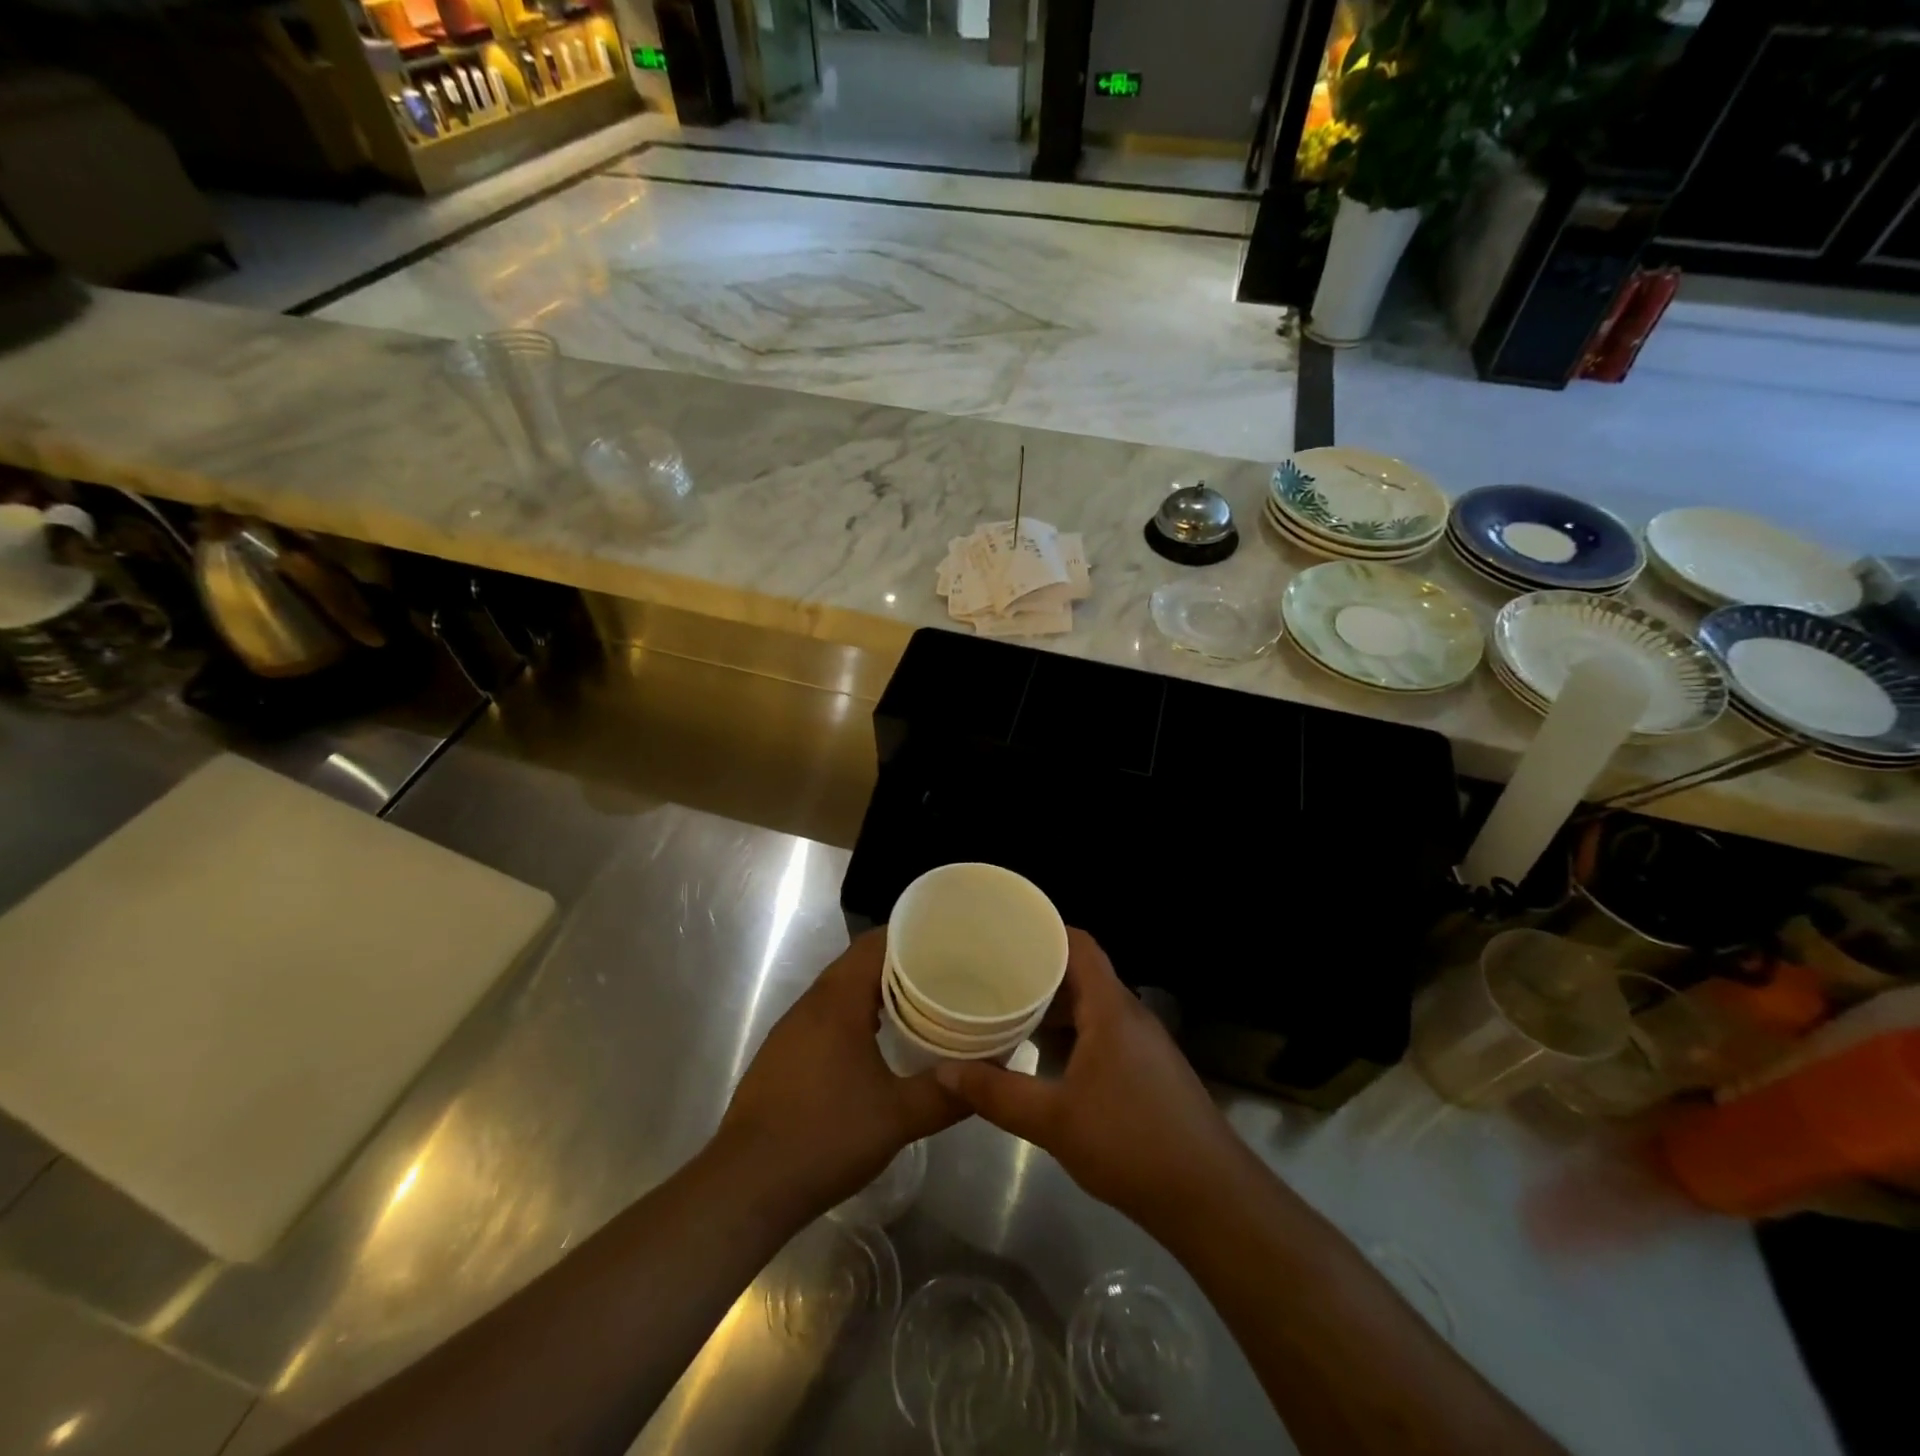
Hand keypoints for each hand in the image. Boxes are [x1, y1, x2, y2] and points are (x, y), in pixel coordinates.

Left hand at [717, 929, 964, 1220]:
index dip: (911, 935)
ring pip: (840, 991)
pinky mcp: (782, 1055)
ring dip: (877, 991)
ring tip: (919, 1002)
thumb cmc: (824, 1138)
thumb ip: (947, 1094)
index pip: (875, 944)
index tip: (947, 939)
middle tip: (945, 972)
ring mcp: (791, 1030)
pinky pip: (826, 1016)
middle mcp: (810, 1004)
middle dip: (900, 963)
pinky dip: (855, 1015)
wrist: (745, 1187)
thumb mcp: (897, 1118)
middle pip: (858, 963)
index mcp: (837, 1001)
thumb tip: (990, 1077)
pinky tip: (877, 1042)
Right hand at [934, 929, 1248, 1228]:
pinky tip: (1044, 1057)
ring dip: (1054, 1006)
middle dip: (1038, 971)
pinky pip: (1103, 1032)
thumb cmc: (1131, 1144)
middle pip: (1082, 973)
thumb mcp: (1054, 1121)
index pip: (1080, 944)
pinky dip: (1072, 1033)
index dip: (1045, 930)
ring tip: (1008, 1010)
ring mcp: (1143, 1044)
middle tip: (992, 972)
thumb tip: (944, 1070)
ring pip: (1092, 1006)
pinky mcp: (1148, 1071)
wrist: (1211, 1198)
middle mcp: (1130, 1015)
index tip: (1004, 931)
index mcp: (1111, 1008)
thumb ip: (997, 1093)